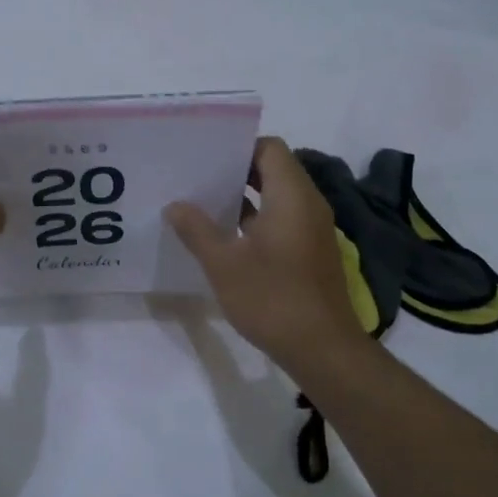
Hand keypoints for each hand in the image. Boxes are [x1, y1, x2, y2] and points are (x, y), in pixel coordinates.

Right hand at [165, 137, 361, 369]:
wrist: (322, 349)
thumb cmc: (272, 298)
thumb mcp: (224, 263)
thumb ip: (197, 229)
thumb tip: (175, 205)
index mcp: (291, 196)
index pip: (269, 148)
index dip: (239, 147)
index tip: (206, 156)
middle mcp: (308, 204)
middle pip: (273, 169)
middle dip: (235, 170)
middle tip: (197, 177)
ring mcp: (312, 229)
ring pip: (276, 196)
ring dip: (243, 197)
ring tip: (202, 203)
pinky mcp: (310, 251)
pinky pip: (281, 219)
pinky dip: (255, 219)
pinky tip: (224, 236)